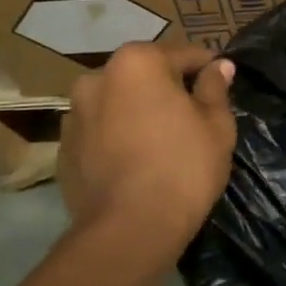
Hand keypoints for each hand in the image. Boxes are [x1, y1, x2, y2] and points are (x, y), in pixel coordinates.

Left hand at [56, 43, 237, 271]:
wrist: (129, 230)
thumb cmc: (183, 166)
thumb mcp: (216, 125)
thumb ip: (215, 88)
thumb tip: (219, 66)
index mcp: (137, 62)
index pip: (185, 55)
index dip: (208, 71)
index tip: (221, 88)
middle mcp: (97, 77)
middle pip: (146, 76)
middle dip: (168, 90)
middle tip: (193, 118)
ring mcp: (74, 114)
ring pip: (119, 103)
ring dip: (138, 112)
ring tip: (161, 142)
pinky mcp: (63, 150)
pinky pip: (100, 133)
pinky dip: (118, 138)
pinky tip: (136, 164)